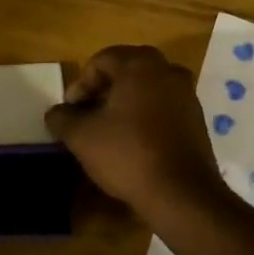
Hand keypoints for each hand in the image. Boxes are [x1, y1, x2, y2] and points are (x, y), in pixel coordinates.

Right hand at [45, 46, 221, 216]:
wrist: (181, 194)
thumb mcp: (81, 136)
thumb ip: (62, 118)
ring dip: (124, 103)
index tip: (70, 111)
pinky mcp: (197, 119)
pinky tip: (133, 142)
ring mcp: (187, 94)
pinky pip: (163, 107)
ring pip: (146, 89)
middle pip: (126, 71)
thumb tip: (56, 112)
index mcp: (140, 65)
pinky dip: (145, 116)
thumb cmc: (127, 154)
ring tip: (108, 131)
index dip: (80, 84)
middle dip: (102, 91)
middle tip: (87, 116)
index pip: (101, 60)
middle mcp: (167, 70)